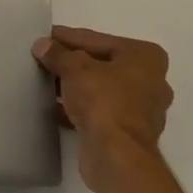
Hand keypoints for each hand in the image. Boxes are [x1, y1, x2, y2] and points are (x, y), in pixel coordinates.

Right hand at [33, 26, 172, 177]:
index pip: (98, 40)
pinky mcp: (127, 133)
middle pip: (102, 64)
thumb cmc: (103, 101)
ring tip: (44, 81)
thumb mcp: (75, 68)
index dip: (68, 37)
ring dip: (74, 86)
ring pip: (100, 89)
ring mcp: (141, 109)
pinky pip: (98, 111)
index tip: (45, 36)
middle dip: (72, 62)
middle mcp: (150, 81)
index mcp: (146, 57)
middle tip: (43, 58)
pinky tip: (53, 106)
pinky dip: (78, 107)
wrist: (116, 156)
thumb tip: (42, 45)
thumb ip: (58, 54)